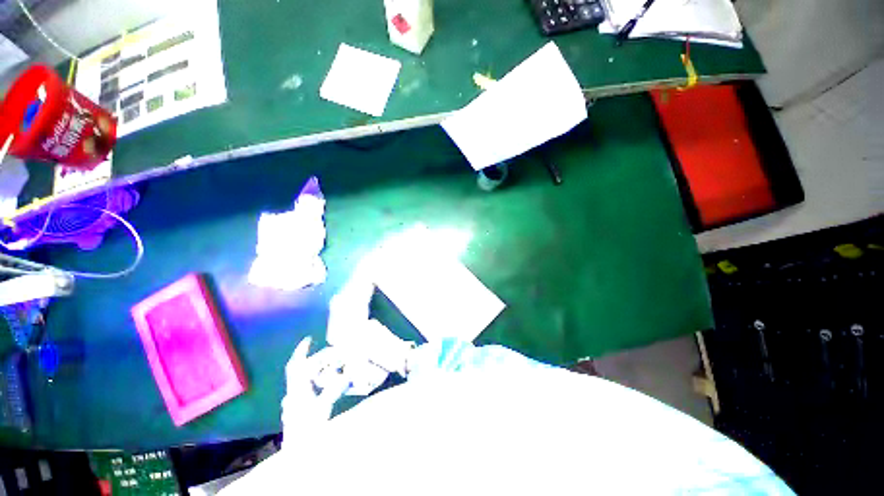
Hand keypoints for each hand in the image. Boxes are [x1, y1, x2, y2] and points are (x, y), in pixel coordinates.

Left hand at [281, 337, 349, 440]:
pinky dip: (315, 381)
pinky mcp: (299, 408)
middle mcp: (294, 392)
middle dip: (315, 360)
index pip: (297, 365)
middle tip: (330, 354)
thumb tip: (347, 375)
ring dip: (315, 370)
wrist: (297, 451)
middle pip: (302, 370)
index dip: (301, 351)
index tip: (309, 339)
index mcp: (297, 389)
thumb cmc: (307, 429)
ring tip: (328, 365)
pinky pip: (307, 388)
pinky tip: (323, 383)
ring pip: (303, 379)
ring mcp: (295, 400)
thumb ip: (333, 390)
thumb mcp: (322, 408)